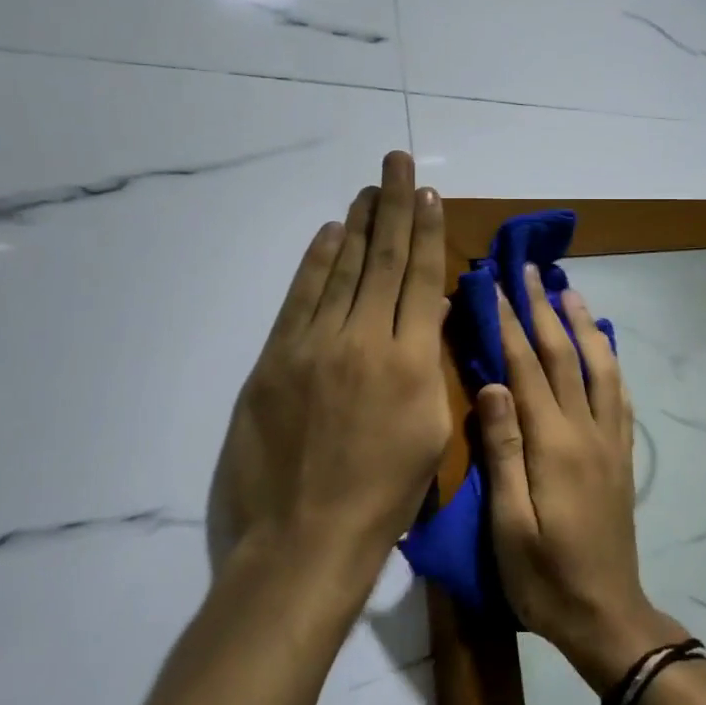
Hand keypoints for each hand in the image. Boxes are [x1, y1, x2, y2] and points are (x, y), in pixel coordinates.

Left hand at [211, 151, 450, 583]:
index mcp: (411, 362)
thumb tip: (426, 313)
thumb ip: (427, 365)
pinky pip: (300, 297)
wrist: (303, 542)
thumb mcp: (429, 432)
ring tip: (368, 188)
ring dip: (357, 224)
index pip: (421, 278)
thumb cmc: (383, 498)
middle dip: (394, 206)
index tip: (429, 195)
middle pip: (383, 260)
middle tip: (397, 162)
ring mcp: (315, 346)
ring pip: (342, 269)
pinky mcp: (276, 359)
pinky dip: (316, 261)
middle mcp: (365, 340)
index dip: (426, 232)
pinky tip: (329, 233)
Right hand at [477, 265, 685, 689]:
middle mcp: (586, 430)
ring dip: (582, 324)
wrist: (607, 615)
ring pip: (599, 366)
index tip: (495, 285)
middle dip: (543, 308)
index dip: (509, 323)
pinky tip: (603, 346)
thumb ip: (503, 450)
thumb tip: (492, 384)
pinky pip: (619, 394)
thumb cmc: (545, 577)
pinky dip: (609, 360)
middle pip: (564, 355)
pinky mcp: (621, 455)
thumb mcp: (508, 524)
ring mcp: (609, 440)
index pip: (526, 368)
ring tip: (569, 290)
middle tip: (529, 269)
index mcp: (553, 444)